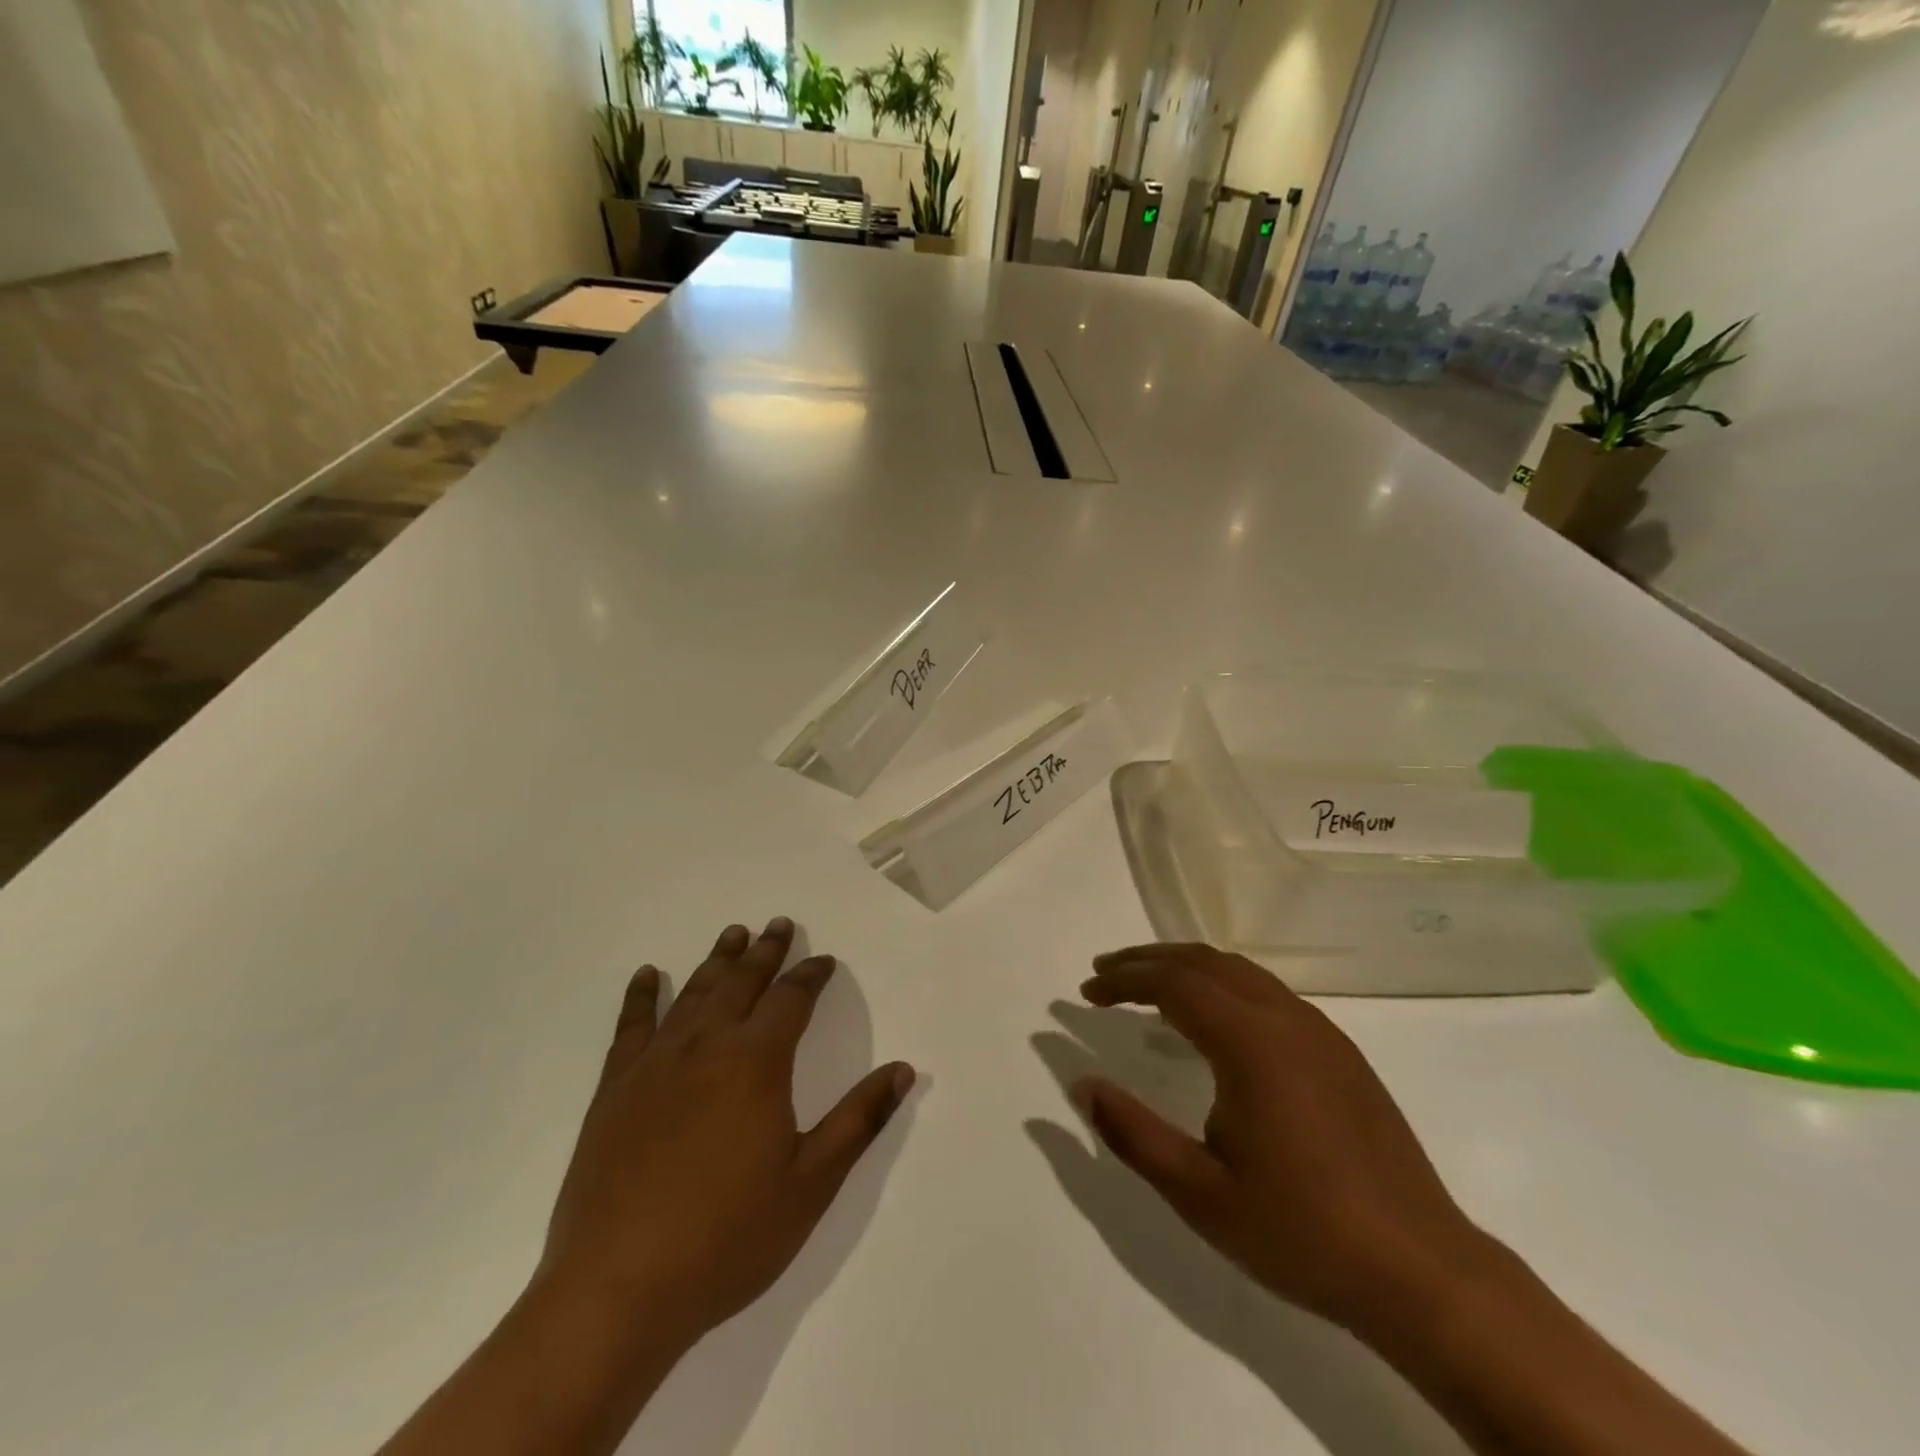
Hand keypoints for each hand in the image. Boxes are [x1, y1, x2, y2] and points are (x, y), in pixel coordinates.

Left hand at [539, 919, 915, 1351]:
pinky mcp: (614, 1090)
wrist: (616, 1291)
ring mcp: (655, 1065)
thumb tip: (902, 1069)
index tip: (823, 960)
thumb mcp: (810, 1184)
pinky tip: (650, 975)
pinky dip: (642, 995)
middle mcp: (707, 1047)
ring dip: (717, 961)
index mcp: (757, 1063)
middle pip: (742, 983)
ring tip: (732, 934)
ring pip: (693, 994)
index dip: (810, 975)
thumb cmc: (726, 1238)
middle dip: (765, 952)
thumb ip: (858, 1120)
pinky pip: (631, 1026)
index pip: (791, 1000)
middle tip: (778, 924)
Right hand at [1073, 942, 1491, 1337]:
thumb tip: (1081, 1084)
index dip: (1124, 979)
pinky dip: (1222, 983)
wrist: (1423, 1273)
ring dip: (1187, 967)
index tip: (1087, 990)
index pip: (1173, 983)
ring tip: (1148, 984)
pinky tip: (1212, 1018)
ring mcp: (1320, 1032)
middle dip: (1148, 960)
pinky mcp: (1340, 1051)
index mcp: (1251, 1044)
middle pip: (1204, 962)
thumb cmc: (1302, 1233)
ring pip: (1239, 970)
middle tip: (1105, 974)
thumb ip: (1133, 1134)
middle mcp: (1285, 1019)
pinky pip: (1267, 991)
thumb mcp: (1200, 1194)